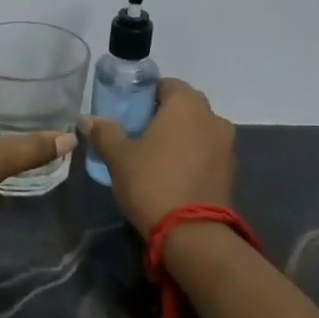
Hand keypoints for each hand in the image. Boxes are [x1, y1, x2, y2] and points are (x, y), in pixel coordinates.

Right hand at [82, 78, 235, 234]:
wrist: (192, 233)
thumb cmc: (151, 183)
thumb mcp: (118, 157)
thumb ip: (104, 132)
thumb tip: (87, 119)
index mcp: (186, 104)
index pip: (166, 84)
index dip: (146, 95)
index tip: (129, 113)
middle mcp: (212, 117)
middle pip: (185, 105)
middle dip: (164, 115)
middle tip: (139, 134)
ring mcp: (226, 144)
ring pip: (199, 129)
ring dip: (181, 136)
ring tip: (156, 157)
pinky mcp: (231, 170)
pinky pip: (208, 152)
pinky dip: (193, 156)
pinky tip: (174, 175)